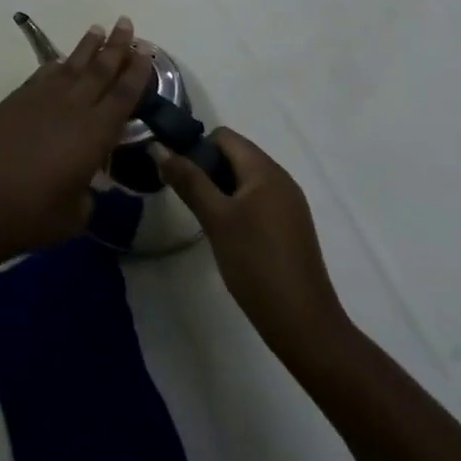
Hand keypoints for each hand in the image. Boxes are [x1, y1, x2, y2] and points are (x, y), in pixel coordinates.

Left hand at [0, 17, 153, 263]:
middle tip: (126, 23)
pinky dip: (55, 64)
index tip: (146, 51)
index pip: (123, 95)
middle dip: (116, 46)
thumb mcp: (75, 214)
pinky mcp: (15, 101)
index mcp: (94, 134)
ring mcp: (40, 100)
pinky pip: (43, 74)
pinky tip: (61, 60)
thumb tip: (83, 183)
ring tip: (99, 29)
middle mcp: (71, 108)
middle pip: (99, 70)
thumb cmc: (32, 214)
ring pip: (70, 66)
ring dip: (87, 47)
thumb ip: (87, 193)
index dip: (136, 72)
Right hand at [155, 128, 355, 373]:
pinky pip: (256, 199)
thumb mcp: (215, 218)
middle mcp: (281, 179)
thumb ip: (187, 180)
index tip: (178, 177)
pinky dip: (236, 206)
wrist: (303, 324)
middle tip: (186, 199)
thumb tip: (158, 148)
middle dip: (206, 169)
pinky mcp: (290, 227)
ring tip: (202, 217)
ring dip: (219, 189)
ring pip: (244, 179)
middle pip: (234, 155)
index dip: (196, 148)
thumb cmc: (256, 263)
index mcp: (265, 170)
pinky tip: (225, 233)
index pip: (223, 136)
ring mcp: (288, 204)